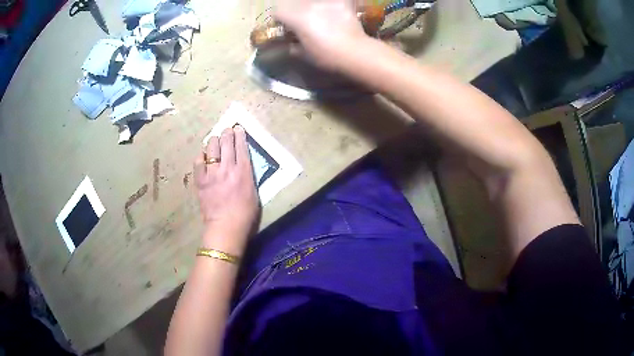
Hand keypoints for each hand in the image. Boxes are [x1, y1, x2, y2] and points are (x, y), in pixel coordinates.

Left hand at [194, 126, 259, 251]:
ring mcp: (212, 173)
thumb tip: (241, 164)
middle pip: (226, 142)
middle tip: (226, 131)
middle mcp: (228, 168)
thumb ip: (247, 175)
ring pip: (211, 147)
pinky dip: (201, 156)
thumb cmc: (245, 213)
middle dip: (227, 133)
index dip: (239, 134)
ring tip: (214, 141)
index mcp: (243, 171)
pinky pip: (198, 161)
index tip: (238, 128)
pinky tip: (203, 156)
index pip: (241, 146)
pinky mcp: (200, 180)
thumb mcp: (253, 192)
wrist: (226, 227)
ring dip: (214, 141)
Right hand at [275, 0, 369, 70]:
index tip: (284, 28)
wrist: (355, 52)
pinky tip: (337, 13)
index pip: (278, 13)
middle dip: (296, 14)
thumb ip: (293, 47)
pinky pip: (334, 2)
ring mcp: (326, 3)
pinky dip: (333, 6)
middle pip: (296, 6)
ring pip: (313, 2)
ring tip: (322, 19)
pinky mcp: (341, 3)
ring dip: (313, 9)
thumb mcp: (305, 54)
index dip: (279, 21)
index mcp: (296, 18)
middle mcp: (308, 6)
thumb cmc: (326, 55)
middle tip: (304, 25)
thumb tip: (290, 45)